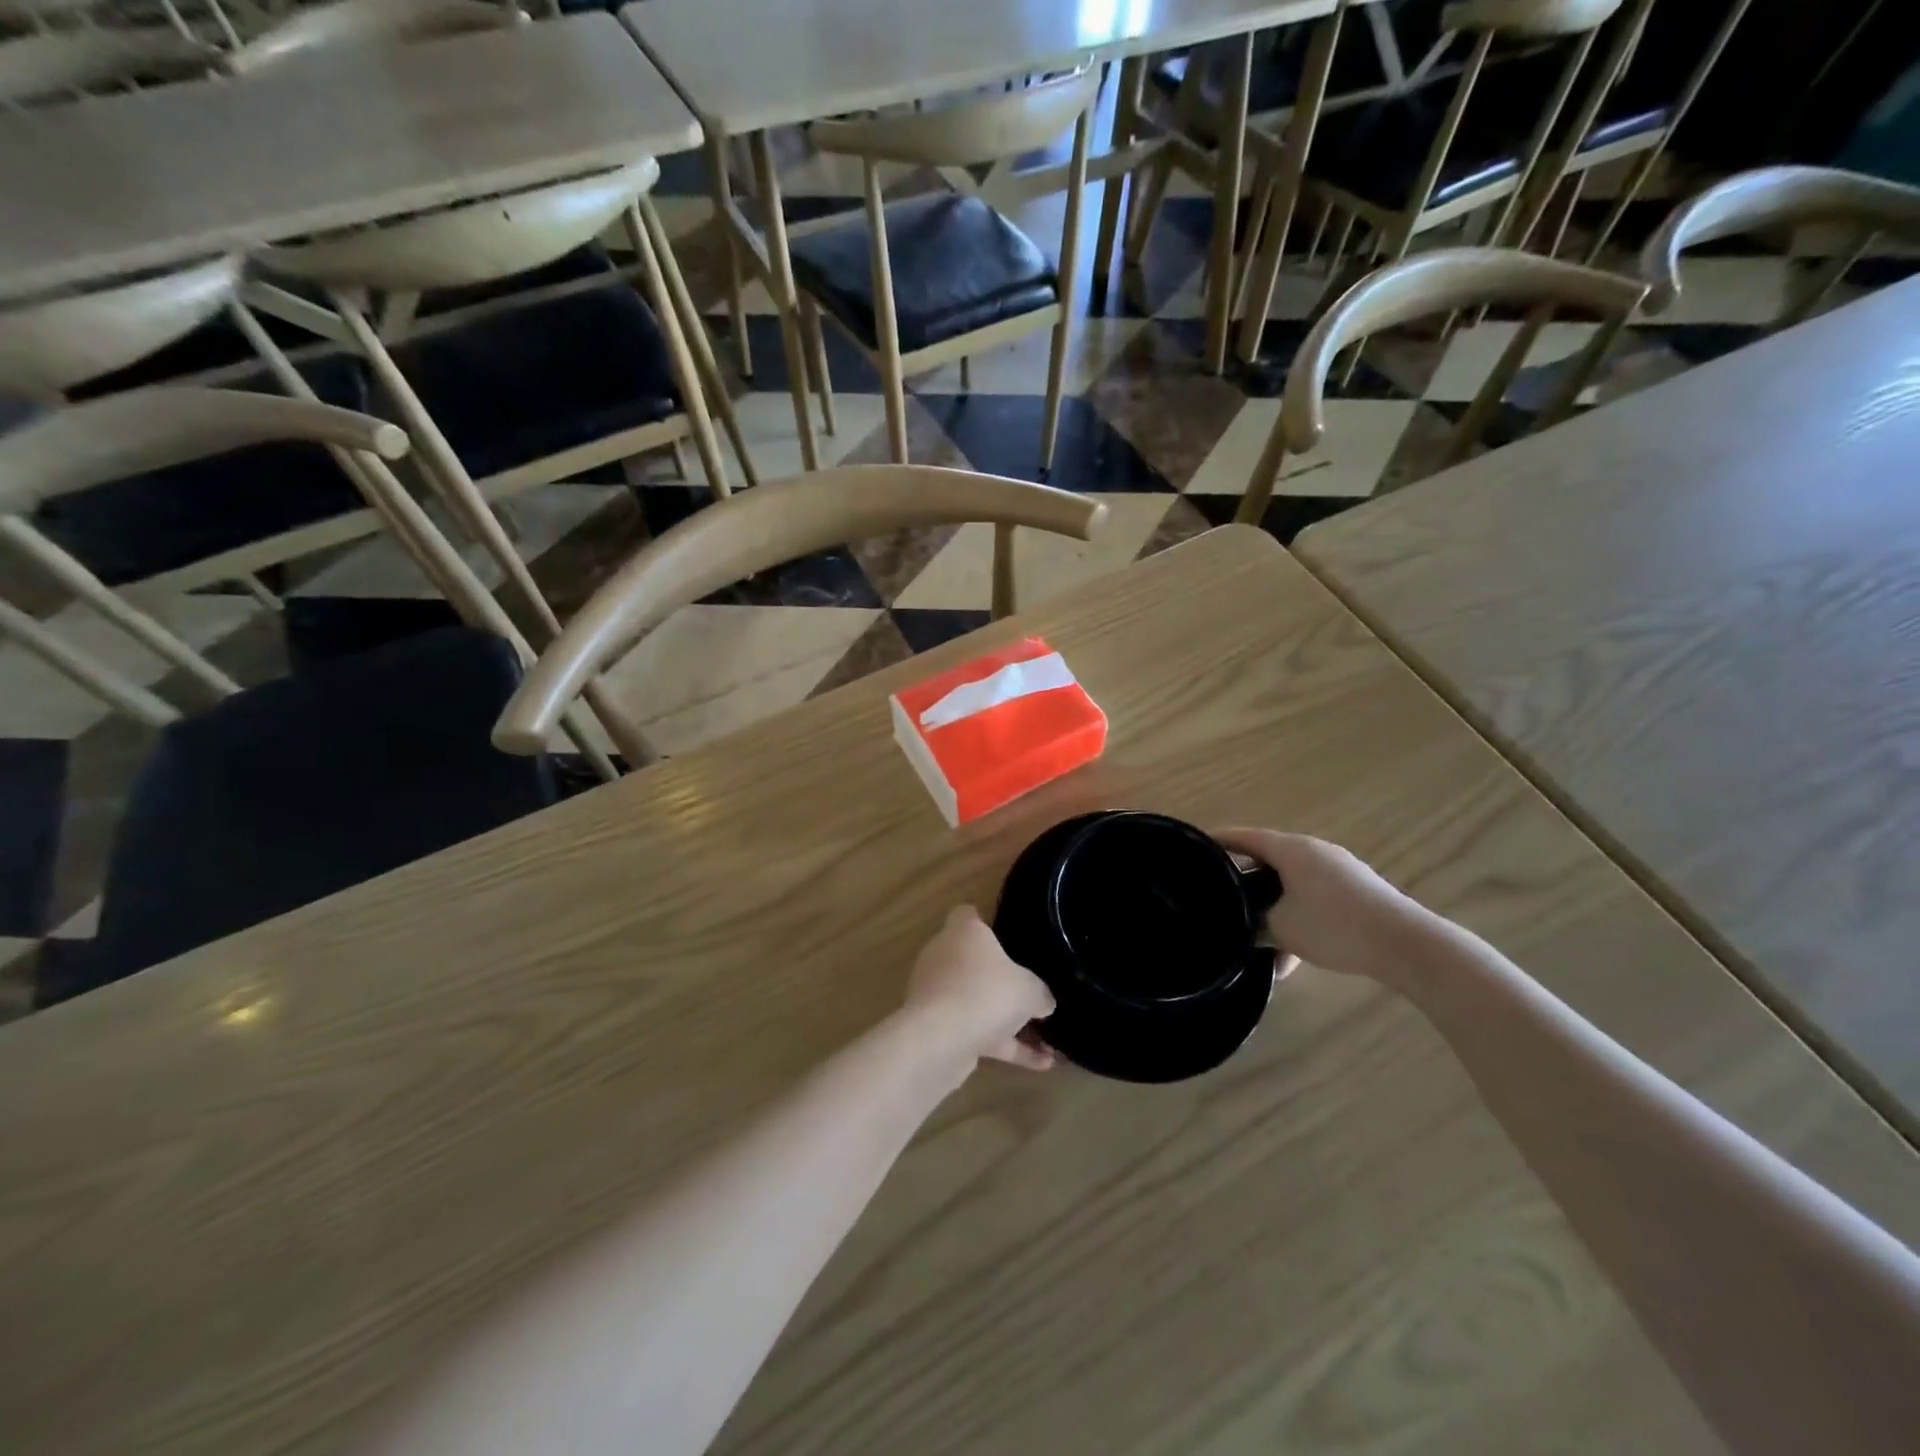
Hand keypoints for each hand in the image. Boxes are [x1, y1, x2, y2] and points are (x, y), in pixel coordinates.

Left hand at [904, 906, 1056, 1070]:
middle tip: (1032, 995)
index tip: (1010, 939)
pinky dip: (1003, 1045)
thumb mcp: (1030, 990)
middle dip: (1001, 981)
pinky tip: (1040, 1065)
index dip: (987, 924)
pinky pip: (975, 1031)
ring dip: (1006, 1021)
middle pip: (973, 962)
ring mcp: (936, 993)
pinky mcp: (936, 1026)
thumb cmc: (987, 993)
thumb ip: (1040, 993)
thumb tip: (1045, 1001)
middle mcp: (944, 956)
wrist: (941, 1039)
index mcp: (963, 932)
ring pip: (975, 1000)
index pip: (968, 915)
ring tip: (1046, 1042)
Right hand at [1216, 829, 1431, 982]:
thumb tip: (1237, 924)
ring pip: (1290, 885)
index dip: (1217, 842)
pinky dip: (1296, 919)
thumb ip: (1252, 922)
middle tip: (1220, 898)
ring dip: (1272, 911)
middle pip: (1267, 861)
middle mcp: (1313, 850)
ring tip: (1257, 943)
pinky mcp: (1355, 891)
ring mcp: (1337, 870)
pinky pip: (1312, 898)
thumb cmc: (1333, 926)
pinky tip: (1290, 958)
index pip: (1243, 837)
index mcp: (1290, 849)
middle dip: (1244, 883)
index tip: (1194, 850)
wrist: (1404, 945)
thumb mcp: (1280, 928)